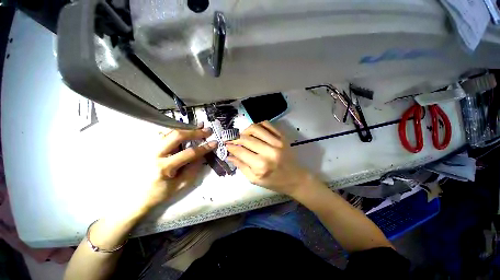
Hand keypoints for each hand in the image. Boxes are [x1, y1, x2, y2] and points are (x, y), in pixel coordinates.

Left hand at [142, 126, 216, 209]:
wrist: (135, 198)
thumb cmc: (160, 193)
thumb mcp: (181, 185)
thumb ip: (193, 169)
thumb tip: (202, 155)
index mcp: (164, 167)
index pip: (189, 153)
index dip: (204, 147)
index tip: (214, 143)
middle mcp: (154, 154)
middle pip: (176, 136)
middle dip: (194, 132)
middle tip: (207, 130)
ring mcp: (148, 148)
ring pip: (169, 132)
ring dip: (185, 129)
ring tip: (198, 128)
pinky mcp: (147, 147)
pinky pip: (163, 135)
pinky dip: (175, 132)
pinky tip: (184, 132)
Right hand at [226, 121, 311, 195]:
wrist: (295, 178)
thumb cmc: (274, 182)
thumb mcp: (255, 179)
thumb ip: (241, 166)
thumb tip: (229, 155)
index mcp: (261, 165)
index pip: (240, 151)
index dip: (230, 147)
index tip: (226, 145)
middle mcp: (269, 152)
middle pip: (246, 139)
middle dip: (235, 138)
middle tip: (232, 140)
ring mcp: (277, 142)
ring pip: (255, 128)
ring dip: (245, 130)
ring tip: (243, 136)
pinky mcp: (282, 137)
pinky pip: (267, 124)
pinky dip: (258, 125)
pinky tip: (255, 131)